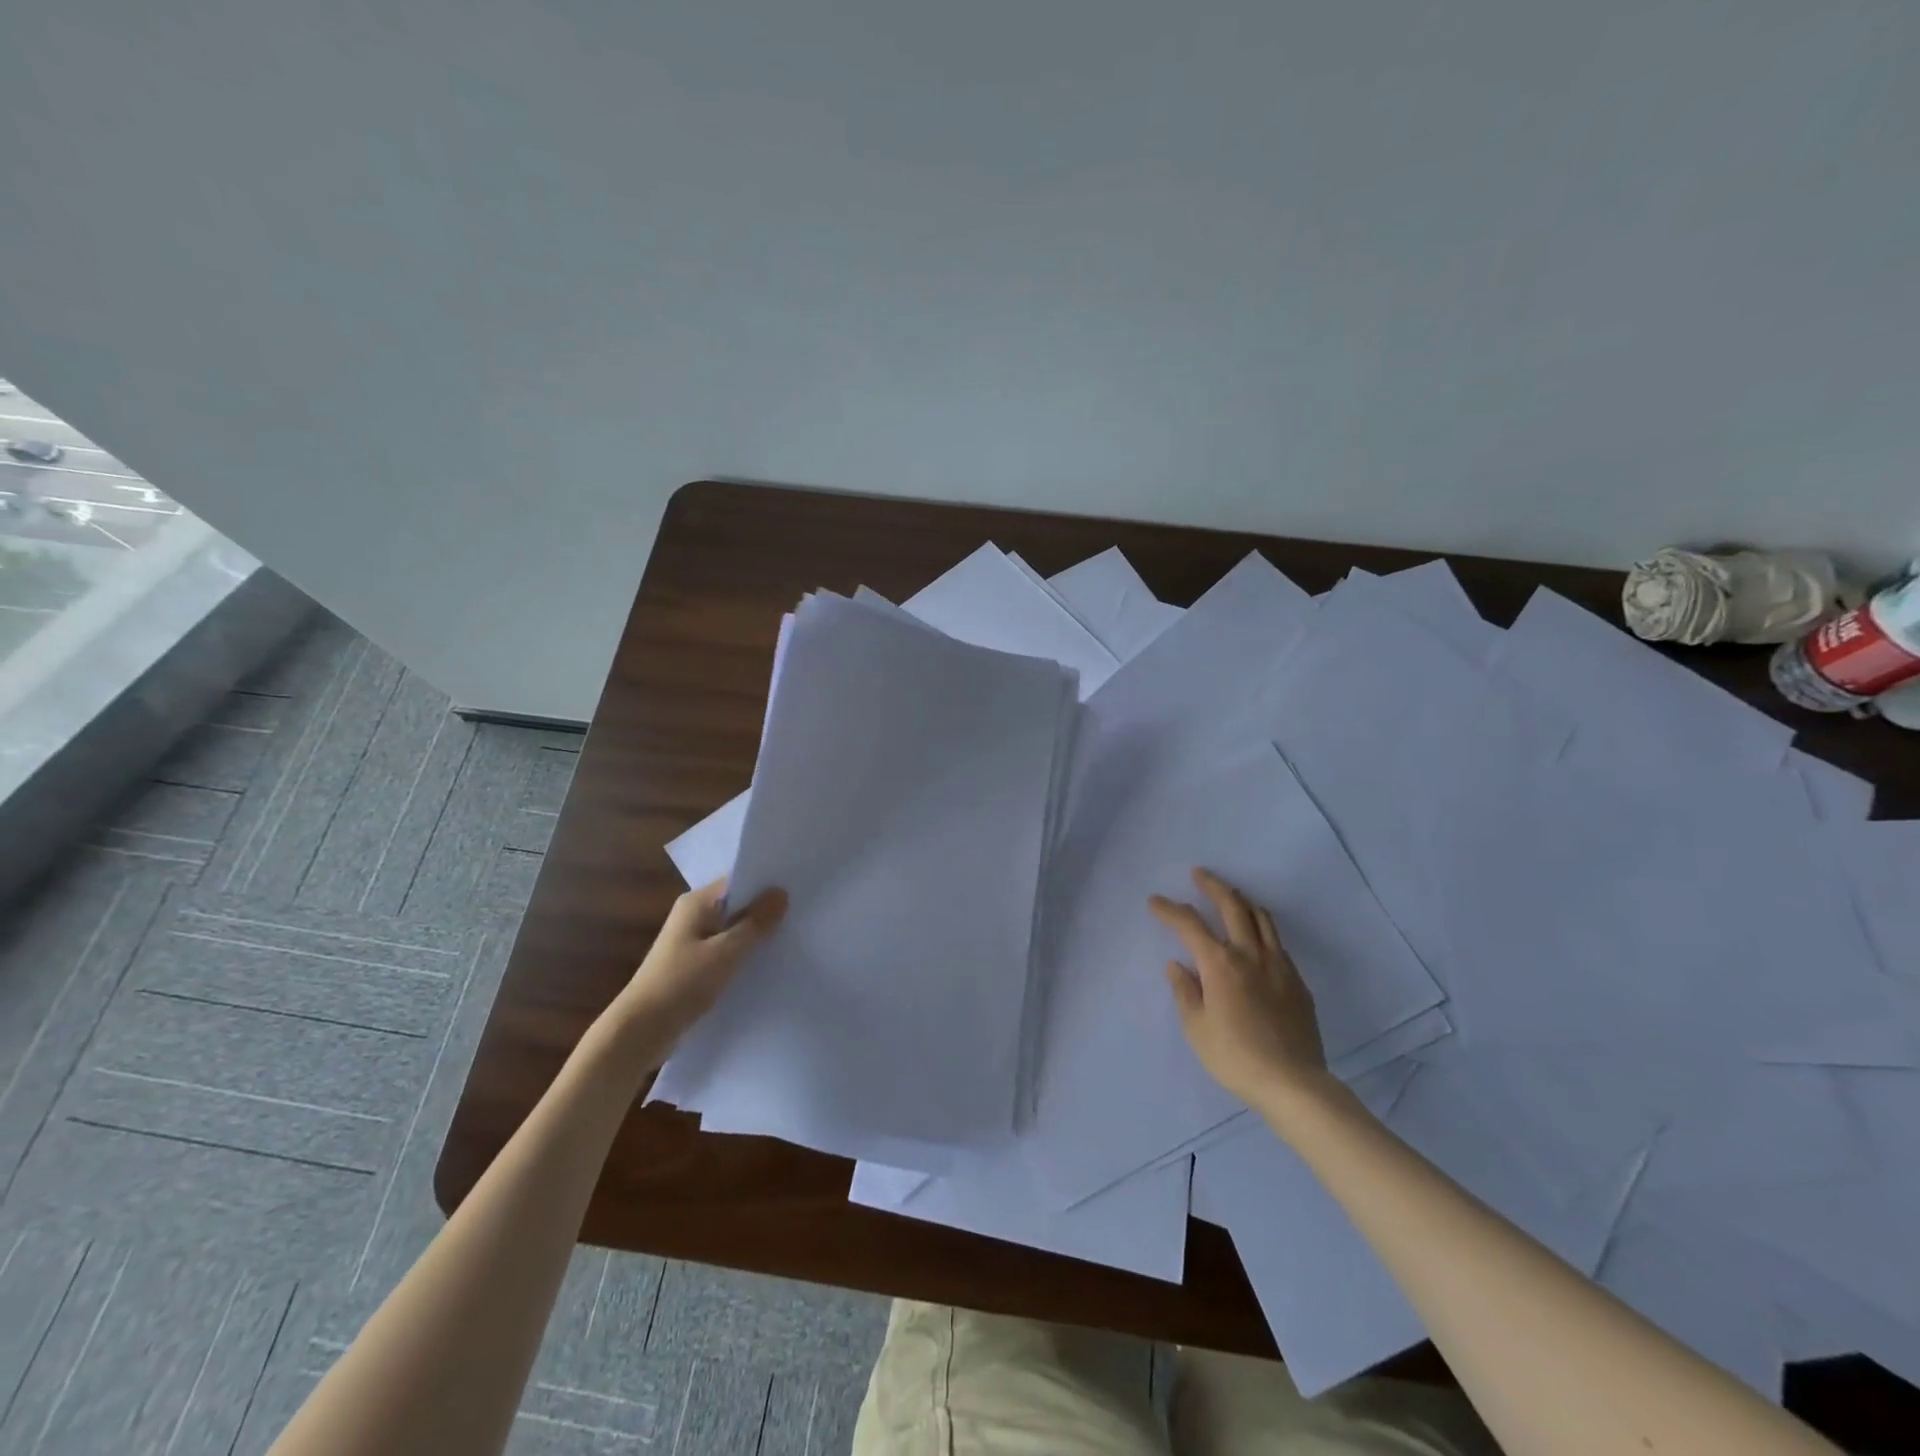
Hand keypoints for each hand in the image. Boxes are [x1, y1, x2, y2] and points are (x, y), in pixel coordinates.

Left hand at [613, 878, 786, 1050]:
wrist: (640, 1031)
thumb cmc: (681, 983)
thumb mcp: (725, 952)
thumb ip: (755, 923)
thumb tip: (781, 893)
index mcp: (696, 903)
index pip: (737, 881)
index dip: (766, 884)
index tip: (800, 889)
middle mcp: (693, 916)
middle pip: (736, 905)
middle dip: (765, 910)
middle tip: (803, 912)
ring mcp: (693, 941)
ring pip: (733, 930)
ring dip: (756, 934)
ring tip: (794, 936)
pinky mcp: (695, 965)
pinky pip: (727, 950)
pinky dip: (745, 954)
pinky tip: (768, 962)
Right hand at [1152, 868, 1329, 1107]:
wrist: (1293, 1082)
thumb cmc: (1235, 1057)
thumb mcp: (1196, 1028)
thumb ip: (1185, 991)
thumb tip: (1177, 966)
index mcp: (1220, 964)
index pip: (1190, 924)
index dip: (1170, 910)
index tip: (1155, 901)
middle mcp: (1250, 954)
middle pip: (1232, 906)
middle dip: (1213, 886)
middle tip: (1199, 874)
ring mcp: (1278, 965)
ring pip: (1261, 918)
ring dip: (1242, 900)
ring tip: (1231, 895)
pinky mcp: (1296, 981)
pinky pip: (1277, 941)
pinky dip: (1261, 927)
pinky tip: (1255, 936)